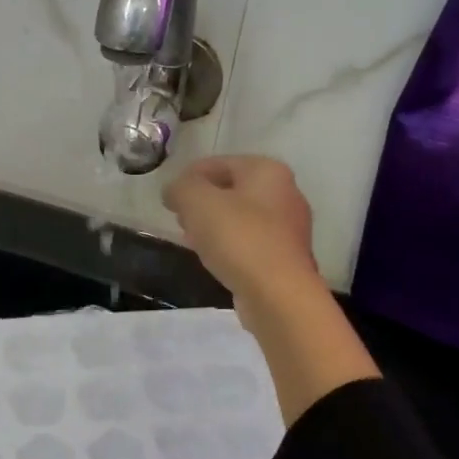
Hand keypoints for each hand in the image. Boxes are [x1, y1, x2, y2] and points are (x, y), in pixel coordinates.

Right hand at [161, 156, 319, 303]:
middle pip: (232, 189)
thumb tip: (174, 190)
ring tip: (191, 239)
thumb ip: (180, 188)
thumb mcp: (197, 202)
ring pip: (241, 217)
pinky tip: (214, 259)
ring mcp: (289, 228)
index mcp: (267, 171)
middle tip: (179, 218)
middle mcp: (285, 193)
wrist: (278, 295)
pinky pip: (249, 242)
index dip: (189, 176)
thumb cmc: (238, 239)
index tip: (169, 197)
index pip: (219, 163)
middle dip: (202, 201)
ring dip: (214, 225)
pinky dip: (229, 245)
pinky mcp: (286, 258)